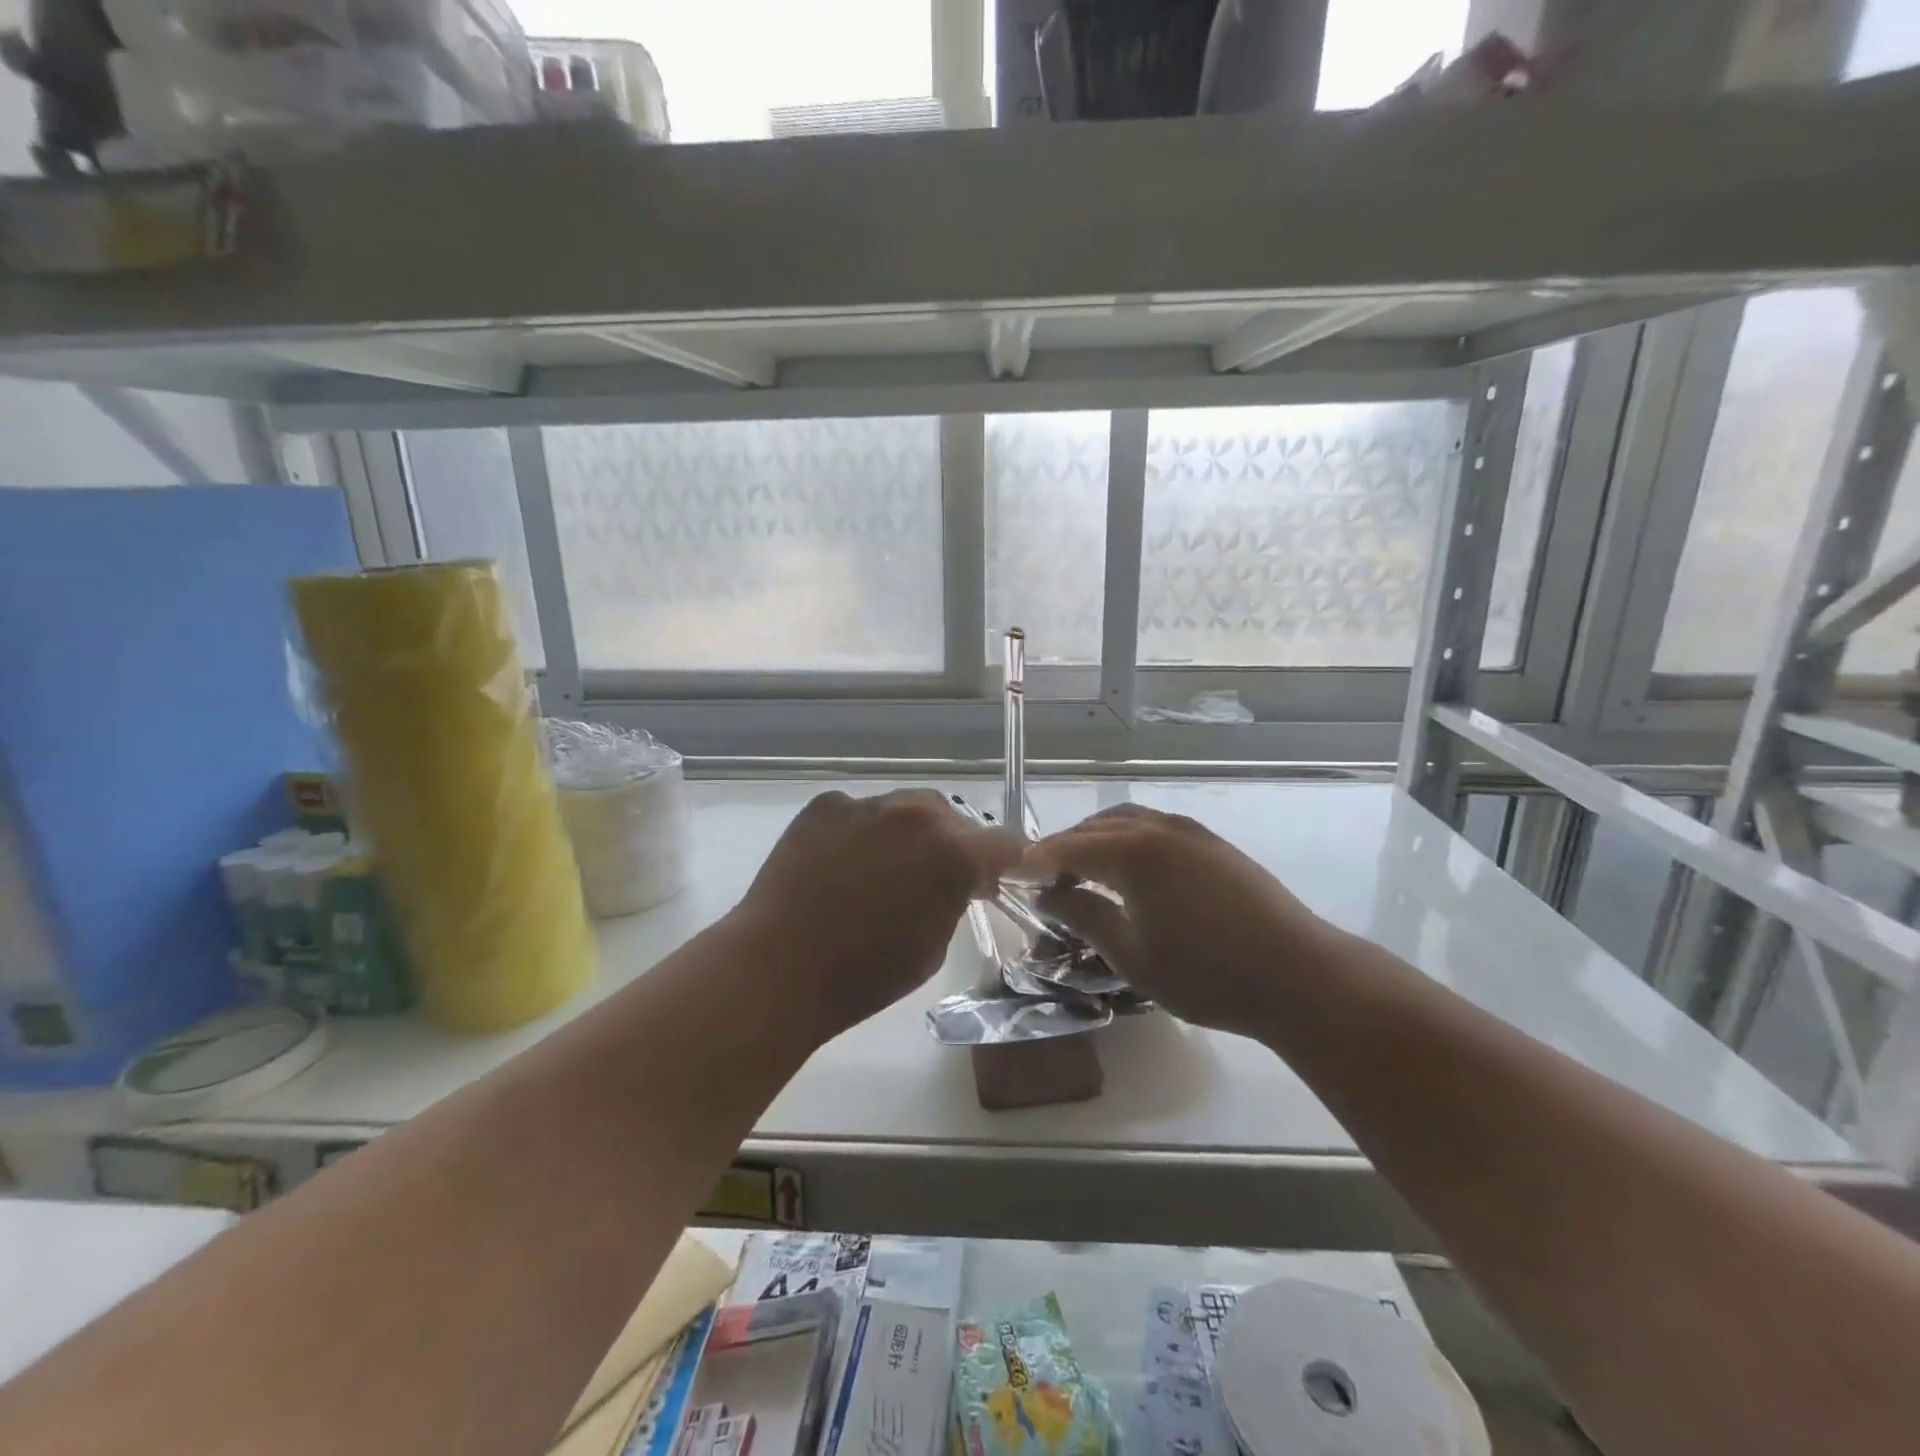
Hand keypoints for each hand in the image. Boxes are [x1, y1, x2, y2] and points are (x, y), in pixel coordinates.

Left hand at [730, 789, 1025, 1046]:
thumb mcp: (934, 946)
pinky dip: (861, 832)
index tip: (994, 878)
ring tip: (882, 867)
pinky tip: (840, 864)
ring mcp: (867, 804)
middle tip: (934, 876)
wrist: (779, 968)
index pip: (1004, 843)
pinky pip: (858, 812)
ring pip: (904, 808)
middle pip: (953, 817)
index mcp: (954, 853)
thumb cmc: (865, 974)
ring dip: (907, 833)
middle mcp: (916, 815)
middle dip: (953, 843)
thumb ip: (955, 898)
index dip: (1005, 862)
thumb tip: (955, 882)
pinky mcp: (826, 806)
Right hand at [1019, 805, 1339, 1039]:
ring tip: (1083, 874)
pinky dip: (1128, 841)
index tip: (1011, 876)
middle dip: (1064, 848)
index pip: (1068, 847)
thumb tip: (1046, 894)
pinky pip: (1155, 828)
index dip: (1036, 861)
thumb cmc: (1207, 974)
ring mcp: (1191, 831)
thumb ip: (1084, 916)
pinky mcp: (1213, 844)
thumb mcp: (1132, 954)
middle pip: (1096, 827)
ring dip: (1097, 840)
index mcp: (1133, 851)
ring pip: (1127, 821)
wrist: (1300, 976)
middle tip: (1044, 880)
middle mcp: (1158, 827)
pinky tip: (1130, 874)